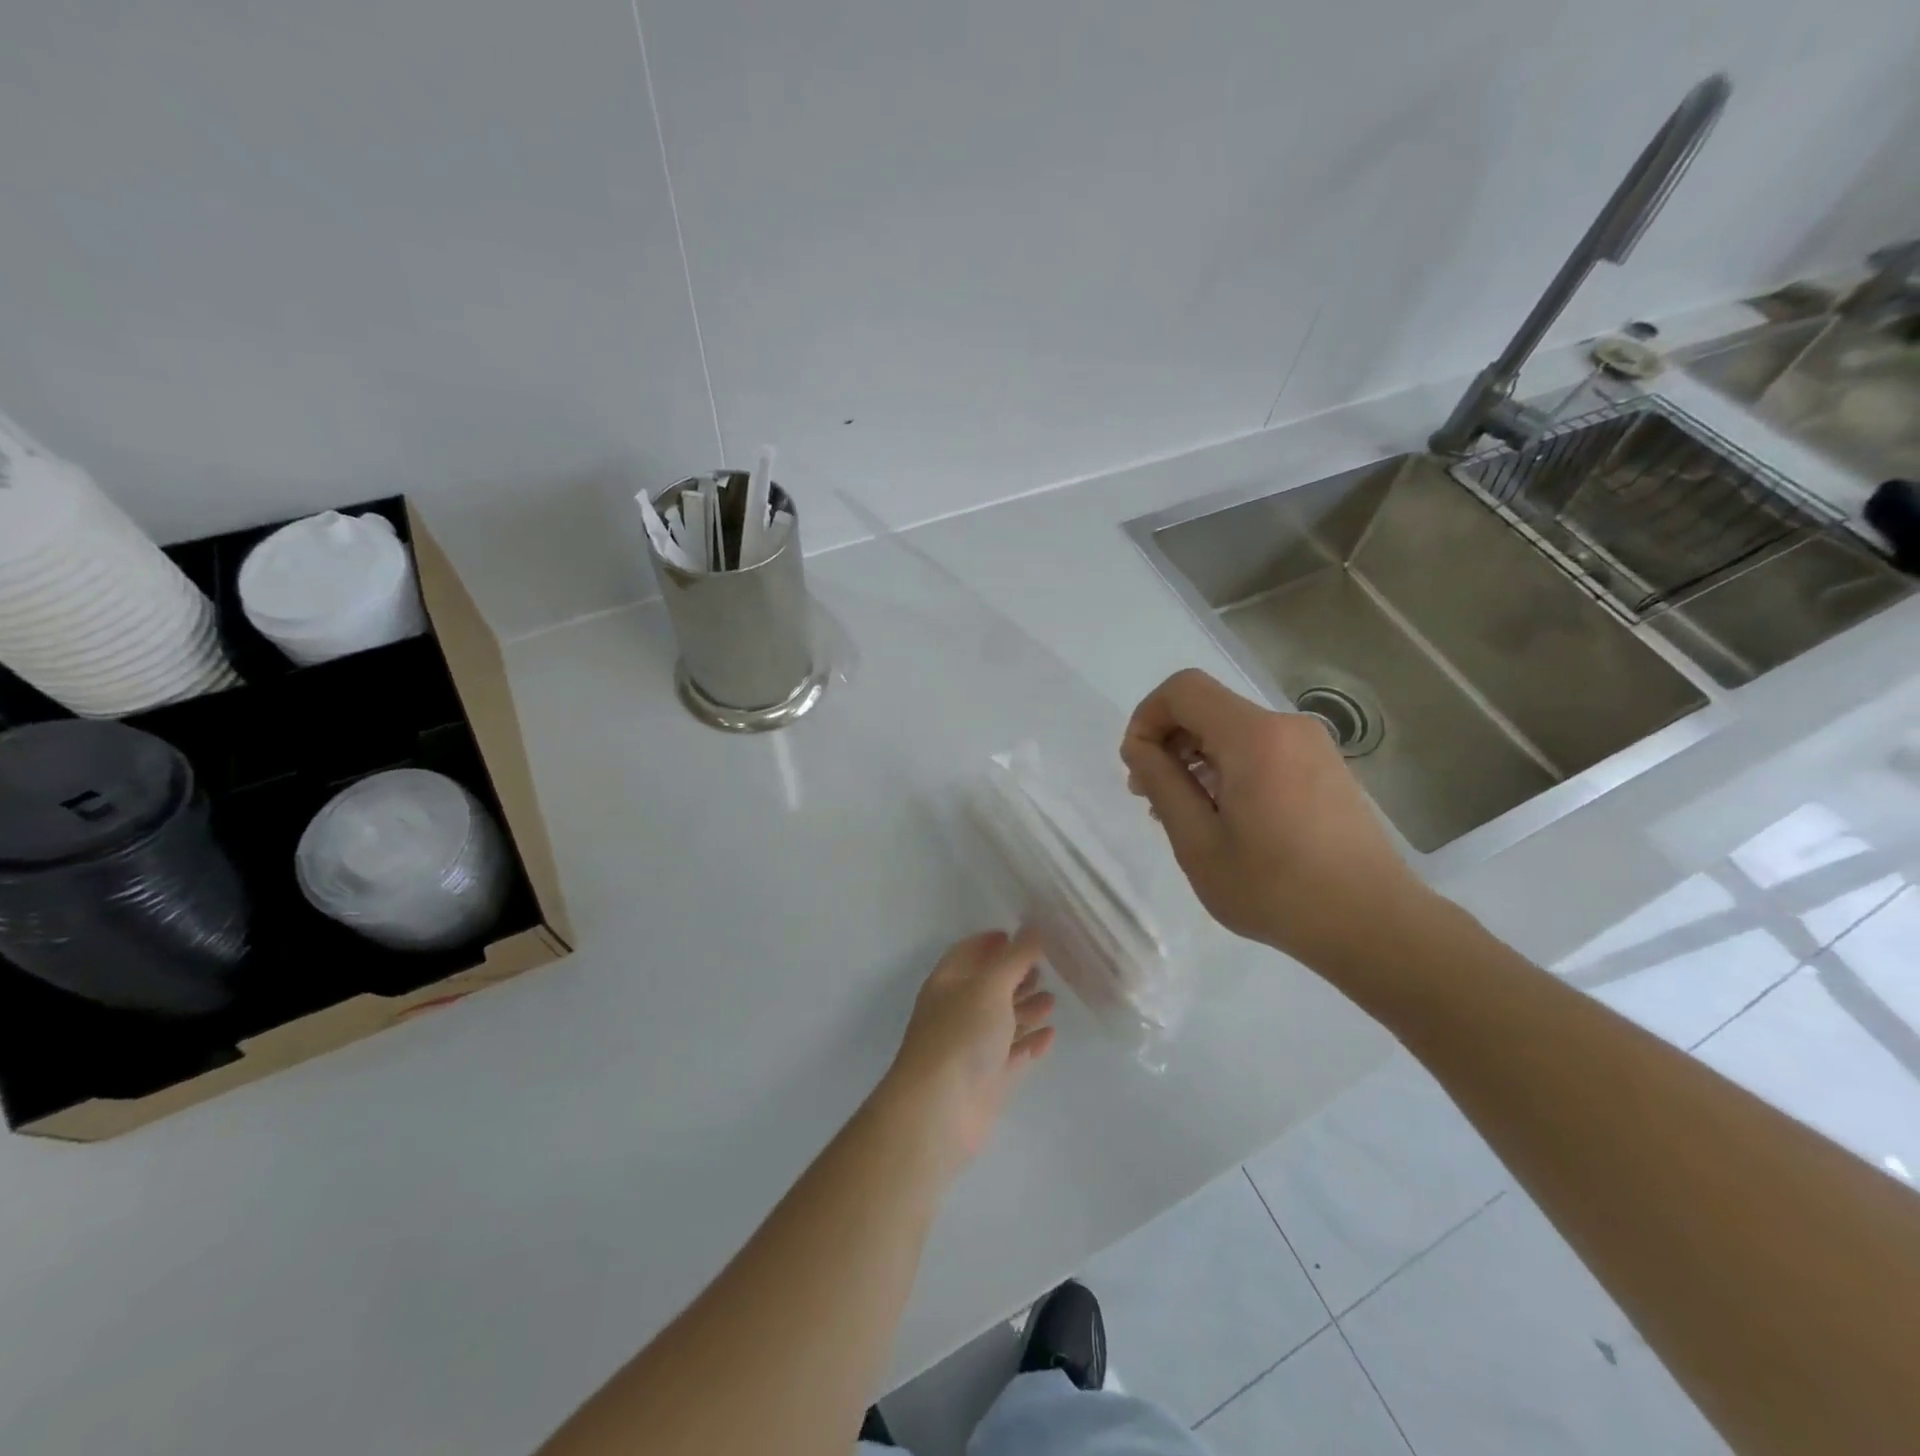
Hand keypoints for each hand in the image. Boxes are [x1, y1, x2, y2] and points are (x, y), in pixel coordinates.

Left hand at [882, 930, 1055, 1172]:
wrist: (940, 1110)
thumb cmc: (961, 1034)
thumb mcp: (990, 986)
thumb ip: (1015, 958)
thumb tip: (1034, 929)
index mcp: (948, 983)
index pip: (968, 953)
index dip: (991, 942)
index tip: (1019, 935)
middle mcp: (957, 1011)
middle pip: (988, 987)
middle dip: (1015, 976)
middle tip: (1044, 968)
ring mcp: (971, 1047)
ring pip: (1002, 1021)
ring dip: (1026, 1009)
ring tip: (1053, 999)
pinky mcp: (987, 1079)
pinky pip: (1012, 1054)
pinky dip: (1030, 1042)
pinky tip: (1051, 1035)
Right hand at [1119, 668, 1430, 969]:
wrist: (1374, 925)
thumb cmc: (1275, 889)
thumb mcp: (1198, 843)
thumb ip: (1161, 784)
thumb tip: (1139, 747)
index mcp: (1254, 737)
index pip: (1183, 689)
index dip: (1147, 717)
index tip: (1138, 766)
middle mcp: (1286, 727)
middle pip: (1209, 708)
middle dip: (1169, 742)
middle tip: (1152, 798)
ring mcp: (1313, 746)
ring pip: (1234, 731)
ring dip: (1198, 760)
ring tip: (1188, 816)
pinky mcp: (1327, 768)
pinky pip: (1262, 750)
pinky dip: (1230, 769)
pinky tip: (1228, 820)